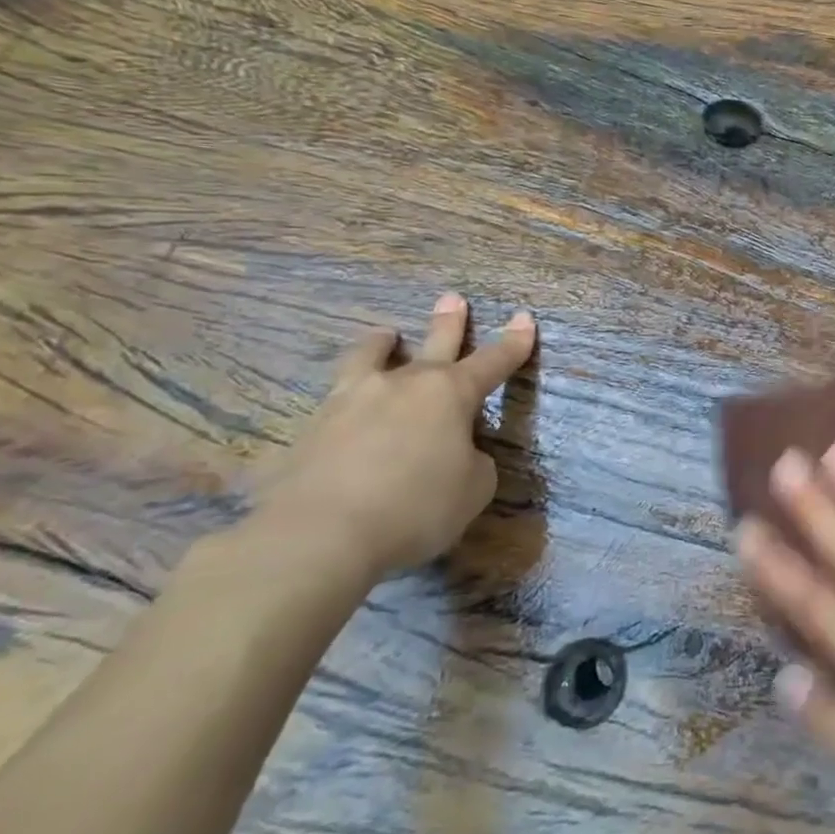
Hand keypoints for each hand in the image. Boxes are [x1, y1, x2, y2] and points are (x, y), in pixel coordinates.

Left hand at [249, 293, 535, 580]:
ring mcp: (351, 402)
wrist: (319, 534)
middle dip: (449, 322)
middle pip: (433, 344)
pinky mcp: (310, 430)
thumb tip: (459, 454)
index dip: (513, 343)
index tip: (524, 318)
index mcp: (449, 395)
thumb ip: (474, 464)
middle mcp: (402, 386)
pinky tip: (338, 417)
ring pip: (369, 358)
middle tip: (453, 299)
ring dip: (380, 345)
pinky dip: (343, 404)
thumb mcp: (473, 490)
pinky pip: (332, 406)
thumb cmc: (416, 507)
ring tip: (385, 335)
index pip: (493, 361)